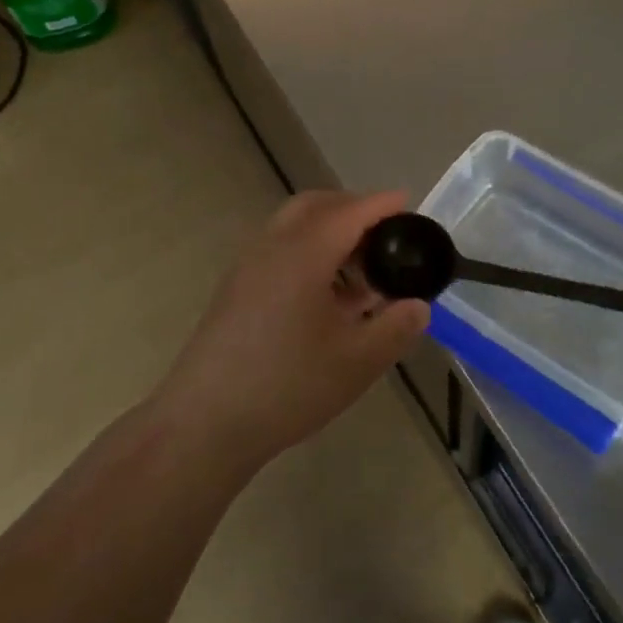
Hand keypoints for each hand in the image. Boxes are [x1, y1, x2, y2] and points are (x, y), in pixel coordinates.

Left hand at [153, 191, 430, 474]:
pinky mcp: (236, 287)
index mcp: (304, 253)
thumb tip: (418, 305)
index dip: (381, 204)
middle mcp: (273, 246)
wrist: (205, 422)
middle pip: (316, 205)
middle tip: (384, 234)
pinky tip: (325, 295)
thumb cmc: (287, 386)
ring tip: (359, 271)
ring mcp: (248, 265)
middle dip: (352, 208)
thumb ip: (395, 327)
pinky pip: (278, 247)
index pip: (350, 212)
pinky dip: (308, 249)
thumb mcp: (357, 362)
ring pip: (293, 225)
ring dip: (328, 230)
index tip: (407, 201)